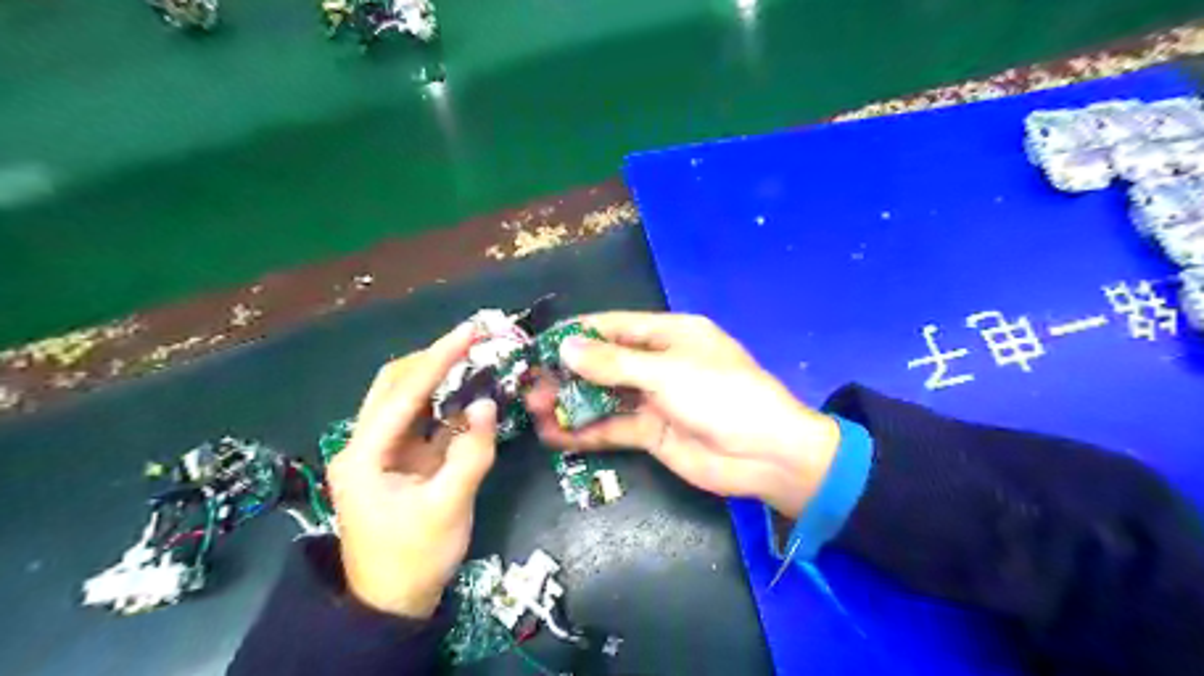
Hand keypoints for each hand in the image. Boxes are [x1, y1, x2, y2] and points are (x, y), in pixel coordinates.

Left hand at [328, 325, 497, 619]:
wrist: (392, 603)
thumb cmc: (415, 557)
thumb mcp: (449, 507)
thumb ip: (471, 453)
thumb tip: (488, 403)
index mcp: (364, 455)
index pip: (403, 394)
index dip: (438, 359)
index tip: (469, 332)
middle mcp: (365, 444)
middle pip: (394, 385)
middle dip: (433, 359)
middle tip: (473, 342)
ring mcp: (381, 452)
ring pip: (406, 399)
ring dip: (438, 377)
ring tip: (474, 358)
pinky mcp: (399, 461)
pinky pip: (422, 420)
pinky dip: (446, 404)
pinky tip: (470, 395)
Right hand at [528, 310, 838, 518]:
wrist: (765, 455)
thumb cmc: (721, 396)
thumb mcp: (667, 372)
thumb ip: (614, 363)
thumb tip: (567, 346)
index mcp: (670, 334)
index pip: (614, 326)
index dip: (577, 333)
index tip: (538, 343)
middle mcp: (660, 363)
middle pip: (605, 363)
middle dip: (568, 372)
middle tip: (528, 383)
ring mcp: (655, 400)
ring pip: (605, 397)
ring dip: (571, 403)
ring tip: (533, 409)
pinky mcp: (652, 433)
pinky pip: (613, 428)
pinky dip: (586, 432)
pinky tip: (555, 436)